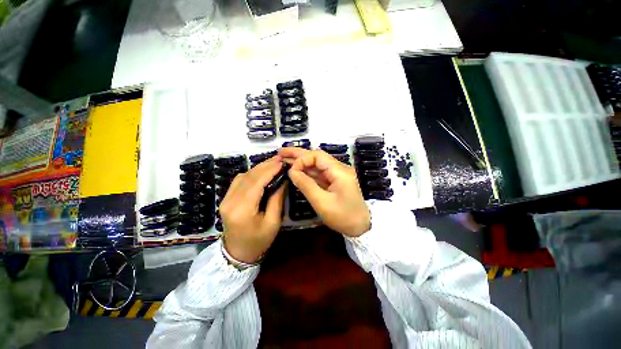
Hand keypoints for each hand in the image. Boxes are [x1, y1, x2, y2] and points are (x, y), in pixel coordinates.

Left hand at [220, 156, 286, 262]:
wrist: (237, 254)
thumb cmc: (259, 241)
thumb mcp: (273, 222)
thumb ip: (276, 198)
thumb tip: (282, 179)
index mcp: (242, 209)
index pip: (257, 183)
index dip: (270, 170)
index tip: (282, 163)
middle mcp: (230, 201)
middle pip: (249, 177)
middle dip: (265, 166)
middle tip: (279, 159)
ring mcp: (225, 199)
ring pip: (243, 176)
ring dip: (259, 168)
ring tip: (273, 163)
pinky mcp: (225, 199)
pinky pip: (239, 181)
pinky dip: (252, 174)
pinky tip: (261, 172)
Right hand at [279, 147, 369, 236]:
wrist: (361, 227)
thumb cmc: (343, 216)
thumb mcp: (322, 202)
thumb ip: (306, 185)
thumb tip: (292, 171)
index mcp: (339, 171)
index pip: (317, 156)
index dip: (302, 160)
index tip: (291, 170)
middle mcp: (339, 168)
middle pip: (316, 157)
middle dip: (298, 154)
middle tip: (281, 152)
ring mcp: (336, 175)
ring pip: (316, 165)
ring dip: (301, 162)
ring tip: (284, 159)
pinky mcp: (334, 181)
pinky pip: (319, 174)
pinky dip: (307, 172)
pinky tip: (296, 171)